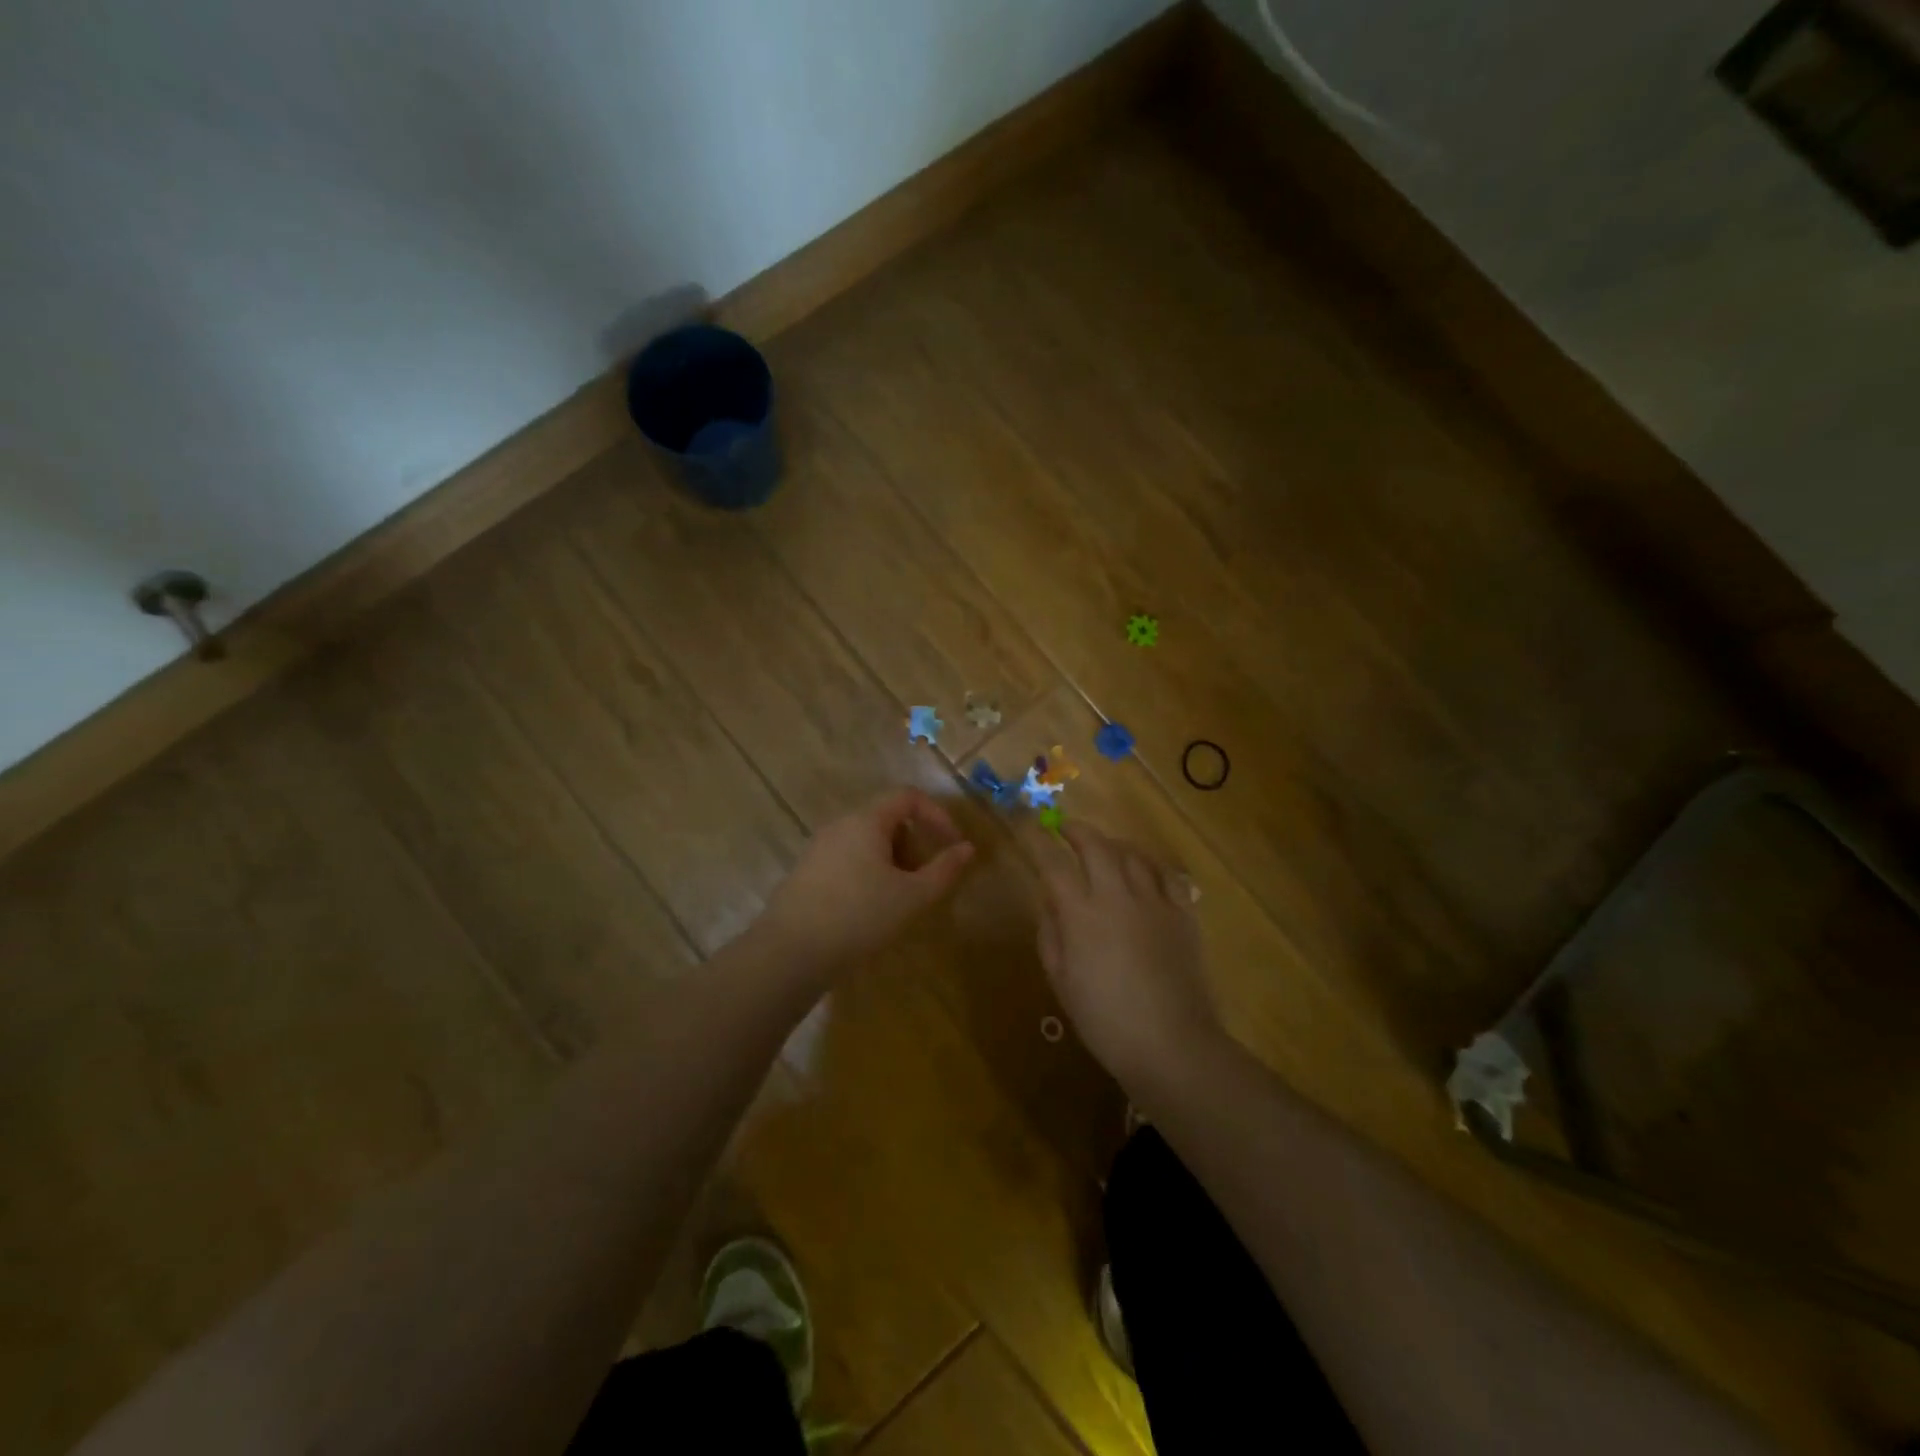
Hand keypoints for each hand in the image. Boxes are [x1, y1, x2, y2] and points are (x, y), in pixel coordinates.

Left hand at [759, 788, 975, 978]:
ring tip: (899, 898)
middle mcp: (840, 825)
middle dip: (914, 842)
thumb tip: (967, 849)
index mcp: (866, 820)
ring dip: (892, 860)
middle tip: (925, 878)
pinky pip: (847, 858)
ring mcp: (819, 847)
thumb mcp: (912, 896)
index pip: (908, 796)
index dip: (937, 814)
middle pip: (886, 818)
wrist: (790, 952)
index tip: (952, 844)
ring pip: (866, 841)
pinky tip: (869, 908)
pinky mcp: (806, 871)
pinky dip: (868, 872)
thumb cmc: (859, 916)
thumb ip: (944, 870)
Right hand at [1031, 822, 1226, 1091]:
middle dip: (1076, 830)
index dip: (1036, 840)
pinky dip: (1150, 863)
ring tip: (1102, 847)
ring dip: (1112, 843)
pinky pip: (1166, 873)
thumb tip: (1050, 902)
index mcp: (1081, 914)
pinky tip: (1143, 869)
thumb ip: (1050, 934)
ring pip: (1132, 853)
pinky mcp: (1183, 913)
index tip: (1026, 825)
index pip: (1052, 863)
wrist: (1171, 1044)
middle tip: (1064, 828)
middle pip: (1095, 845)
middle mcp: (1117, 895)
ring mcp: (1154, 901)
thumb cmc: (1105, 1020)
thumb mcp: (1061, 981)